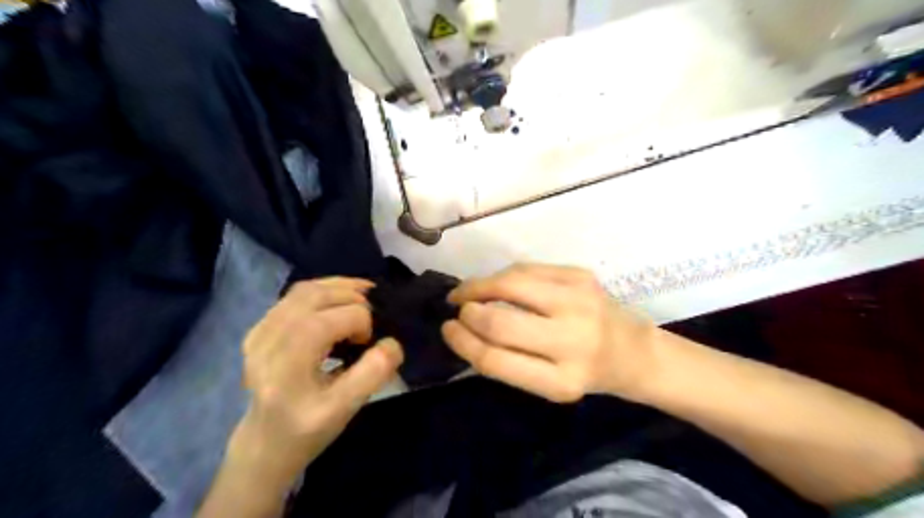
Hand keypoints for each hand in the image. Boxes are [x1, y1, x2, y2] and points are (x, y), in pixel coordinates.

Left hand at [230, 280, 401, 481]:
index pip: (328, 321)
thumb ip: (372, 374)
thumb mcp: (344, 410)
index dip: (360, 322)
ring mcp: (259, 330)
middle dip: (353, 297)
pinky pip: (296, 295)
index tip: (369, 342)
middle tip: (374, 315)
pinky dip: (325, 289)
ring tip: (365, 297)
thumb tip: (392, 343)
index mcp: (285, 366)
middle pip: (314, 297)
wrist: (265, 442)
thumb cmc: (307, 430)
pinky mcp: (261, 326)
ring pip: (305, 289)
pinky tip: (342, 298)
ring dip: (340, 287)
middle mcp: (266, 341)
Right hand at [439, 265, 656, 401]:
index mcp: (562, 381)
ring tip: (466, 292)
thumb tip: (463, 329)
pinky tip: (495, 284)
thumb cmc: (585, 372)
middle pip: (500, 322)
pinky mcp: (581, 275)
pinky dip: (502, 276)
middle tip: (457, 310)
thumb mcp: (548, 383)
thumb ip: (508, 360)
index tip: (447, 330)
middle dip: (468, 313)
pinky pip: (526, 268)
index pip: (495, 360)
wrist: (634, 350)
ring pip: (510, 283)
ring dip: (478, 286)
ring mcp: (580, 301)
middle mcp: (574, 340)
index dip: (462, 342)